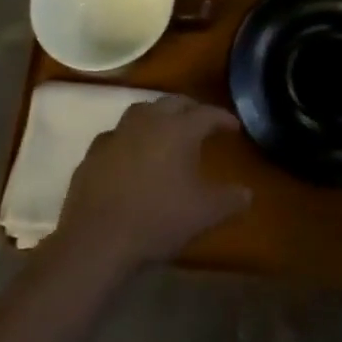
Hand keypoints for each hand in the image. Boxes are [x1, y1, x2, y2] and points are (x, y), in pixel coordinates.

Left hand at [54, 96, 251, 274]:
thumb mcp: (203, 214)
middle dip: (191, 109)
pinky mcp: (94, 152)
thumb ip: (230, 200)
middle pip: (174, 102)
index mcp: (178, 130)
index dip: (223, 118)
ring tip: (166, 130)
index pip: (206, 114)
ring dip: (158, 115)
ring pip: (142, 111)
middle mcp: (148, 121)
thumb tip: (247, 193)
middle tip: (202, 122)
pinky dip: (129, 138)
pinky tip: (131, 153)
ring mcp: (117, 133)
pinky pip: (117, 135)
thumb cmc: (158, 220)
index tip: (234, 127)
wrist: (98, 239)